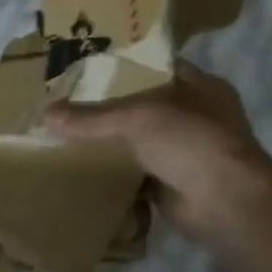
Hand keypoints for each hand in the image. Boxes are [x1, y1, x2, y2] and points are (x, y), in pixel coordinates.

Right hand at [45, 61, 271, 247]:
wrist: (226, 205)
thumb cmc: (190, 143)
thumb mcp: (135, 119)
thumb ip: (90, 117)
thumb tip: (45, 114)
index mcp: (200, 86)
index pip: (155, 67)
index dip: (122, 67)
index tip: (85, 71)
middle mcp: (197, 116)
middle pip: (143, 106)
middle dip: (108, 108)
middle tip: (67, 105)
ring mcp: (187, 152)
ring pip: (138, 141)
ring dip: (110, 143)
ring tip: (66, 136)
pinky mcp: (173, 183)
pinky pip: (135, 173)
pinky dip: (114, 173)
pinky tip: (82, 170)